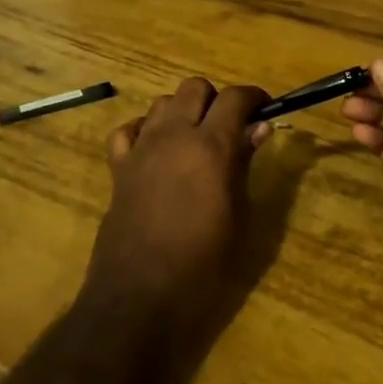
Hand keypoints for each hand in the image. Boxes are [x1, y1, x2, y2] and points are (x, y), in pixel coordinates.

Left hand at [85, 77, 271, 334]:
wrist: (140, 296)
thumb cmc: (202, 264)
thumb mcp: (238, 216)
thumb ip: (245, 164)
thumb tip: (259, 128)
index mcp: (211, 146)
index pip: (235, 97)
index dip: (253, 97)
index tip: (264, 108)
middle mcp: (174, 135)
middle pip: (194, 87)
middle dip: (216, 100)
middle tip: (229, 128)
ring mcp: (141, 148)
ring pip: (162, 103)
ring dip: (182, 112)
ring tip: (193, 140)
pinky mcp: (118, 168)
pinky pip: (128, 130)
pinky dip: (143, 130)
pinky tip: (154, 149)